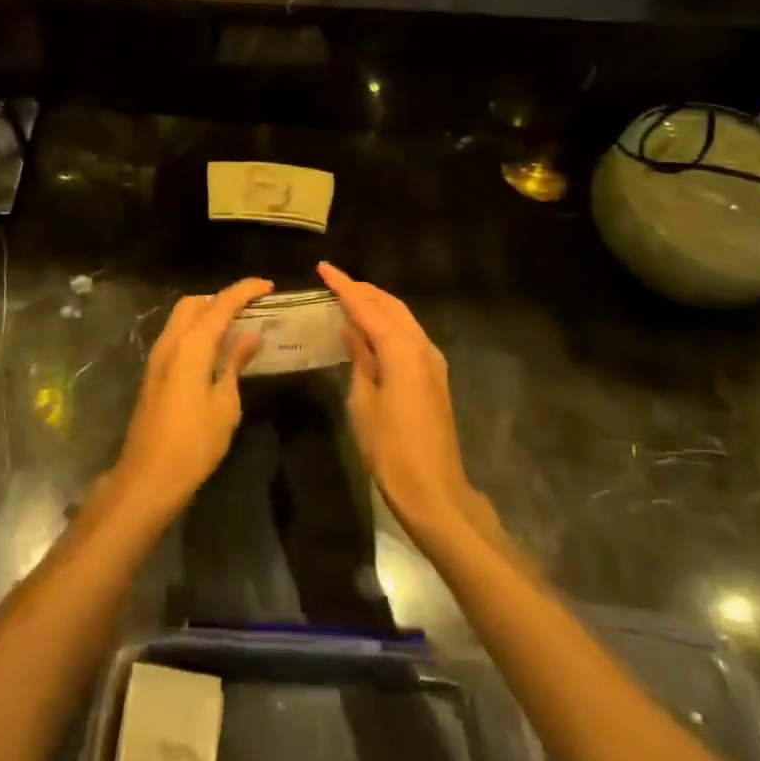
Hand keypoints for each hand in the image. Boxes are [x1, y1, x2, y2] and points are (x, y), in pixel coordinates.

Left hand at [111, 278, 272, 522]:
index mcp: (191, 344)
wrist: (147, 478)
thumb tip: (249, 336)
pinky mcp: (153, 374)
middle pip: (195, 303)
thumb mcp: (225, 404)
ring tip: (236, 328)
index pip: (221, 303)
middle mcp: (171, 341)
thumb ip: (234, 363)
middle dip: (221, 298)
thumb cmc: (194, 443)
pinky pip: (177, 337)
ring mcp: (157, 357)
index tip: (268, 286)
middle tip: (250, 309)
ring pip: (182, 319)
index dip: (245, 290)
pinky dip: (196, 332)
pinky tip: (214, 352)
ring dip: (207, 315)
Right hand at [319, 262, 481, 549]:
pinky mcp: (434, 375)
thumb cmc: (392, 451)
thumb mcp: (364, 404)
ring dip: (376, 304)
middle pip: (389, 305)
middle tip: (333, 281)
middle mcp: (421, 346)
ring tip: (348, 298)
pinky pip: (407, 334)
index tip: (323, 268)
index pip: (367, 307)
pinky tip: (370, 328)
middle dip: (362, 290)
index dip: (343, 286)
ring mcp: (432, 360)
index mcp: (401, 350)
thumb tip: (351, 331)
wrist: (435, 492)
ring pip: (401, 317)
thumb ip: (359, 360)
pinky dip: (387, 322)